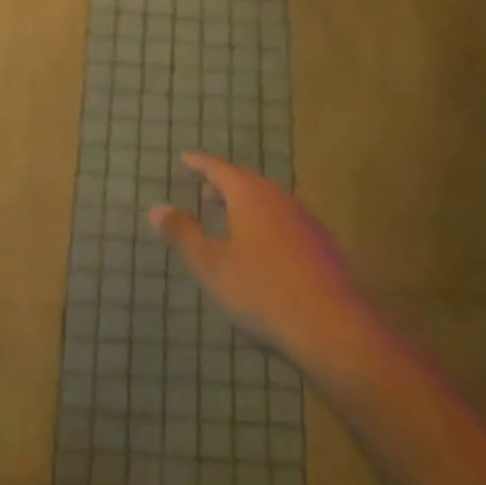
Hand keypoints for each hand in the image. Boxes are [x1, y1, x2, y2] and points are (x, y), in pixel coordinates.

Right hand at [149, 153, 367, 358]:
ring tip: (230, 217)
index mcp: (251, 196)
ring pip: (269, 204)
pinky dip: (266, 226)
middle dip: (224, 185)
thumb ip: (183, 234)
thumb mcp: (210, 264)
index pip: (220, 169)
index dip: (201, 164)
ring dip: (247, 206)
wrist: (330, 326)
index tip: (185, 158)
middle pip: (248, 184)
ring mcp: (305, 223)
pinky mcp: (321, 248)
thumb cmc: (260, 290)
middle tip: (205, 189)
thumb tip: (156, 208)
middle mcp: (280, 201)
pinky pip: (285, 224)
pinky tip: (262, 249)